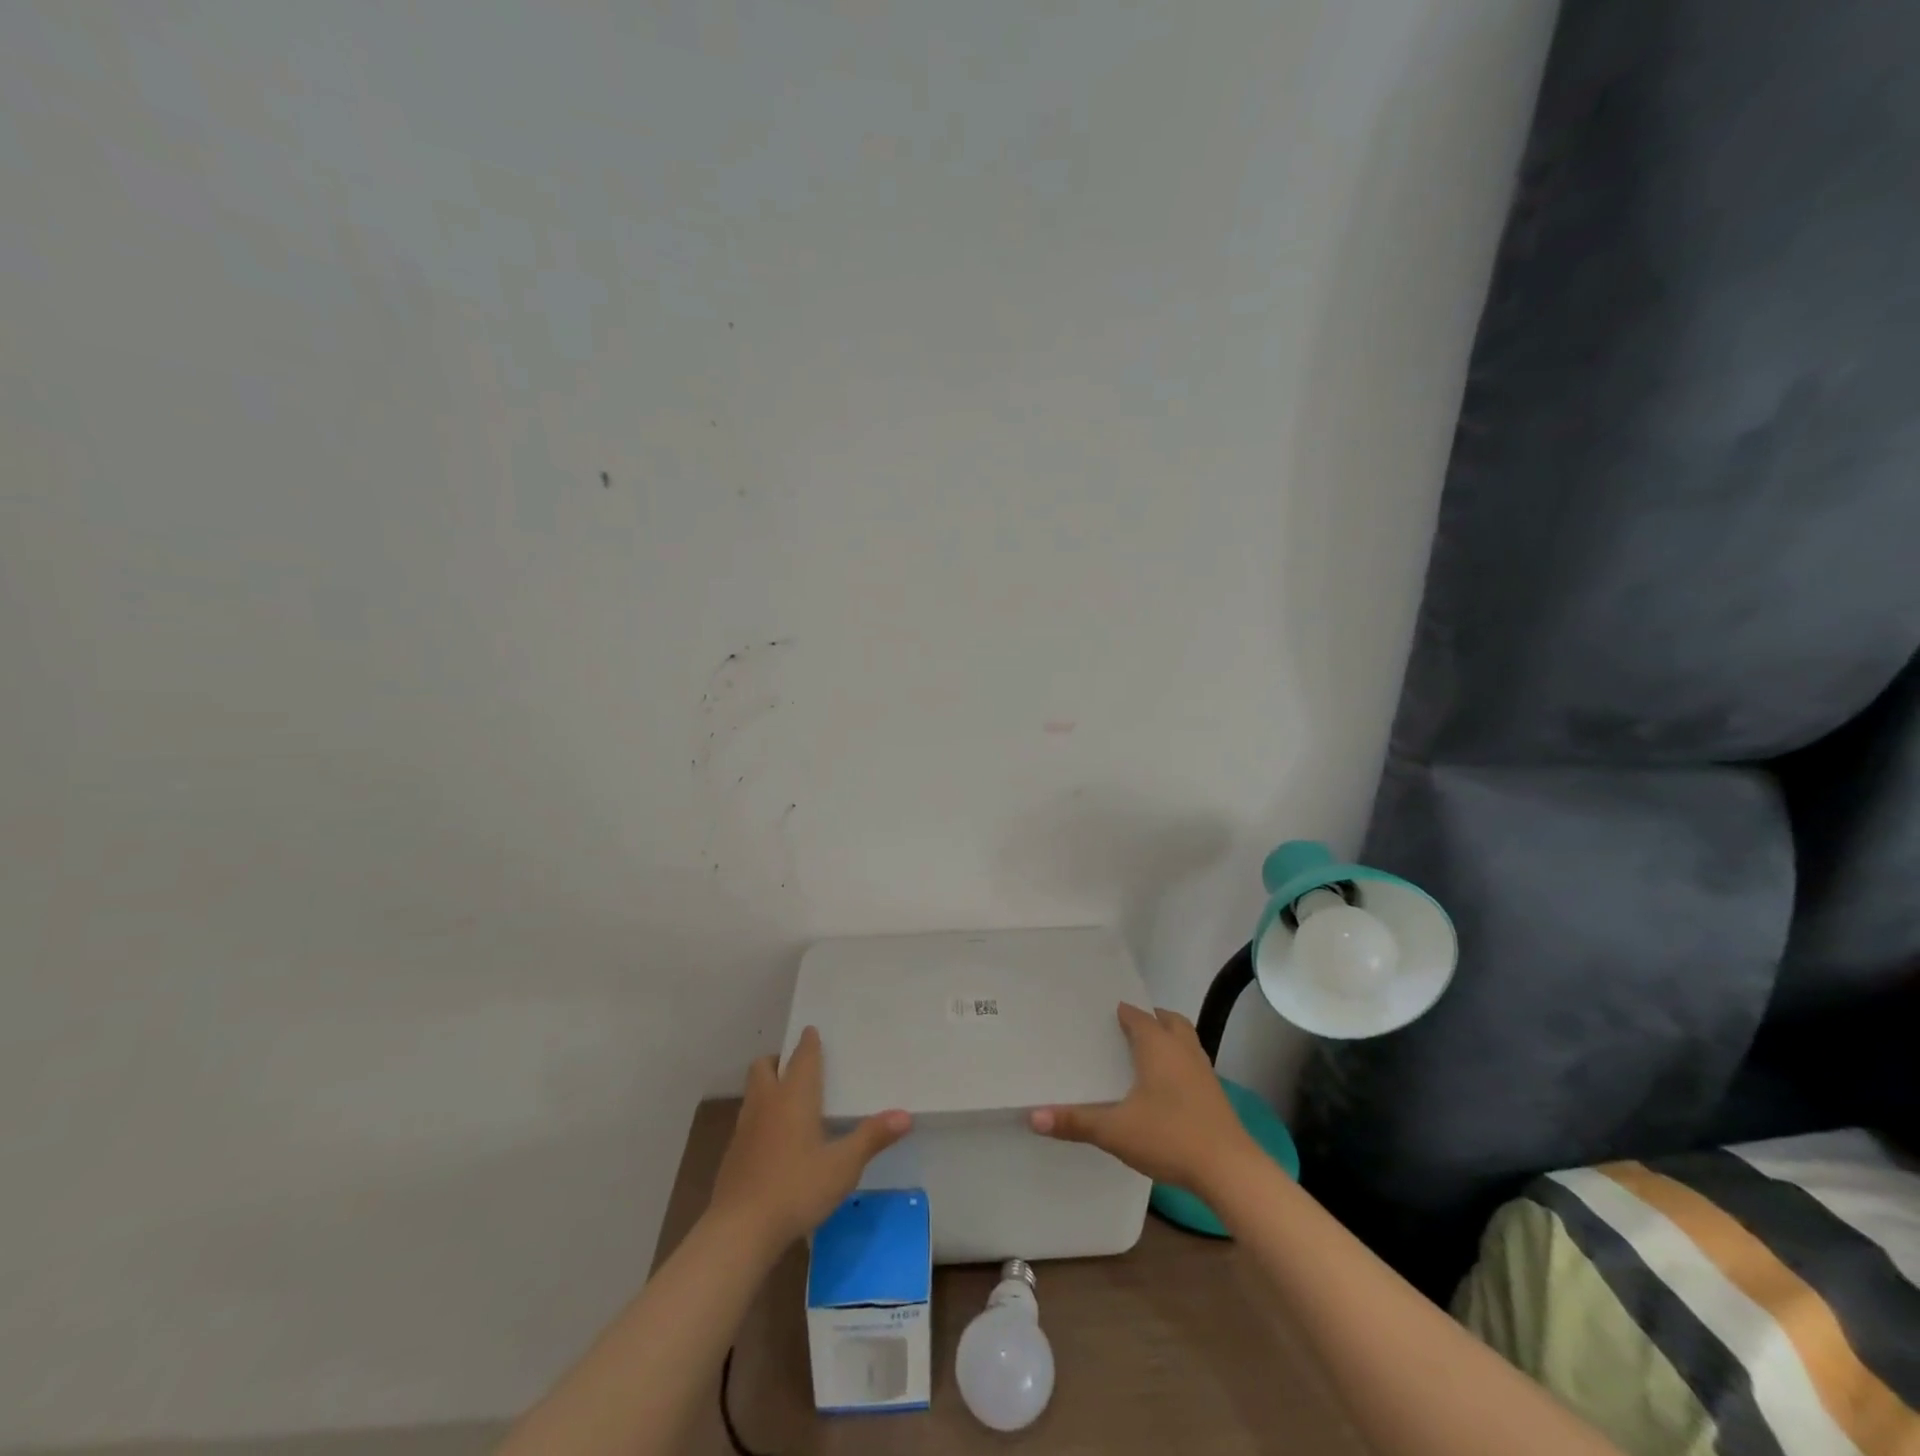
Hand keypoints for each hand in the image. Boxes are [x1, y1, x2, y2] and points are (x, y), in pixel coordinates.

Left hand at [709, 1026, 912, 1248]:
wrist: (739, 1230)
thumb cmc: (796, 1188)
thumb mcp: (843, 1166)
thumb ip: (872, 1138)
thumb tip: (905, 1115)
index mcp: (794, 1096)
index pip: (802, 1057)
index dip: (808, 1042)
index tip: (812, 1031)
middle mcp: (766, 1102)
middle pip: (764, 1066)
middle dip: (779, 1060)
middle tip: (799, 1067)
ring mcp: (745, 1128)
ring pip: (754, 1092)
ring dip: (768, 1087)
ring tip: (790, 1101)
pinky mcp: (733, 1154)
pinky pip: (748, 1120)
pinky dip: (761, 1117)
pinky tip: (776, 1141)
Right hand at [1029, 1002, 1256, 1196]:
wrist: (1230, 1170)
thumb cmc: (1170, 1136)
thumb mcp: (1115, 1131)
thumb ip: (1075, 1122)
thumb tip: (1033, 1116)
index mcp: (1157, 1045)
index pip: (1137, 1016)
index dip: (1121, 1012)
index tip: (1103, 1014)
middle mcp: (1182, 1050)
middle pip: (1169, 1020)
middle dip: (1150, 1019)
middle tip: (1126, 1029)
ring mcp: (1204, 1071)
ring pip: (1185, 1041)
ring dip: (1168, 1039)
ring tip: (1145, 1055)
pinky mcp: (1216, 1095)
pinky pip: (1193, 1065)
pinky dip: (1179, 1064)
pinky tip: (1166, 1088)